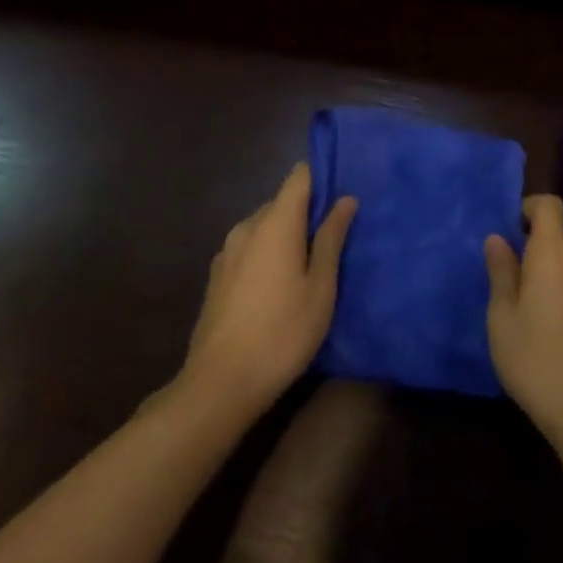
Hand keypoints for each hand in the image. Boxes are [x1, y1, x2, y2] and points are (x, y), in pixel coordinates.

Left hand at [175, 163, 355, 419]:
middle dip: (309, 212)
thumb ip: (332, 238)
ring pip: (265, 227)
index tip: (345, 193)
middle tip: (337, 237)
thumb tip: (345, 200)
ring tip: (312, 263)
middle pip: (283, 202)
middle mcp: (247, 227)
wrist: (219, 386)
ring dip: (288, 235)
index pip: (299, 177)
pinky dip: (269, 253)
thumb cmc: (282, 332)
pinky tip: (281, 285)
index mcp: (275, 223)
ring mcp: (227, 252)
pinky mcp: (217, 277)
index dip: (323, 177)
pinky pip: (251, 248)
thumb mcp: (321, 286)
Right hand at [484, 195, 562, 447]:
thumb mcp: (502, 316)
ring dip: (547, 266)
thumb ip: (501, 271)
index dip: (529, 207)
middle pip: (558, 233)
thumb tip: (497, 238)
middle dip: (533, 242)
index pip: (549, 206)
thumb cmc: (534, 357)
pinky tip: (546, 319)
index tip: (509, 228)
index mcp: (554, 254)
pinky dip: (561, 285)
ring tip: (523, 299)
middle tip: (507, 271)